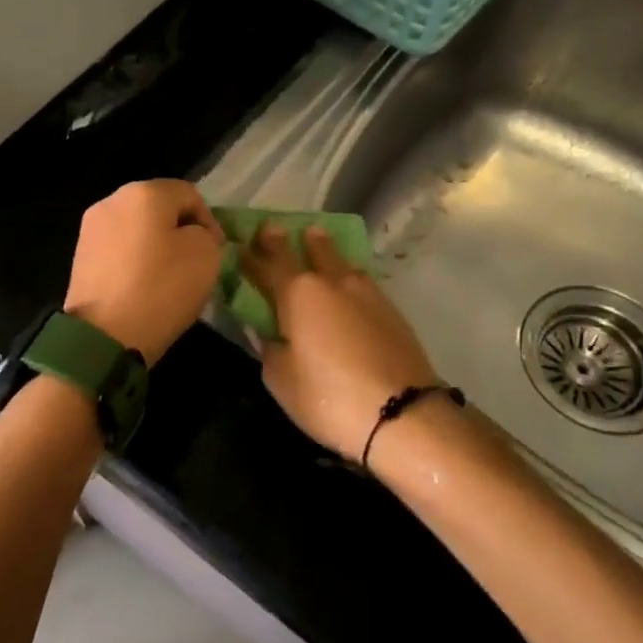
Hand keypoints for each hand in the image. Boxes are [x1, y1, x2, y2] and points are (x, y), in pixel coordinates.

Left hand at [64, 180, 223, 363]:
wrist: (104, 336)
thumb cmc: (161, 288)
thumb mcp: (206, 255)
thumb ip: (205, 234)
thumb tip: (190, 235)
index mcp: (144, 192)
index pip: (190, 194)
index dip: (209, 221)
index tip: (216, 252)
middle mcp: (112, 201)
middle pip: (158, 208)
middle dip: (180, 232)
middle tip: (195, 263)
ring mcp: (91, 229)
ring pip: (137, 229)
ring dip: (156, 247)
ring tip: (168, 278)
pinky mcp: (80, 256)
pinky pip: (118, 250)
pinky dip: (134, 262)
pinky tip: (143, 287)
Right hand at [239, 222, 441, 463]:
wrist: (401, 413)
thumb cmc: (328, 397)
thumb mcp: (281, 380)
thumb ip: (269, 349)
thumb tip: (269, 332)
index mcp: (298, 294)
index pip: (269, 261)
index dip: (254, 251)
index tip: (242, 241)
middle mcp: (332, 282)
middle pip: (309, 248)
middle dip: (290, 238)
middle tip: (275, 228)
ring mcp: (366, 292)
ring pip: (340, 260)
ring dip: (323, 248)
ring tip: (315, 239)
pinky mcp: (391, 308)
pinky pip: (360, 279)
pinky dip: (346, 274)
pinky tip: (345, 282)